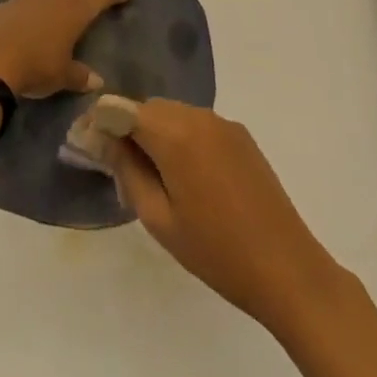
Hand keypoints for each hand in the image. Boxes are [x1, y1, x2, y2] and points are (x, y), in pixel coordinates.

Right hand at [111, 99, 341, 332]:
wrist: (288, 268)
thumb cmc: (216, 251)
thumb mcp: (160, 219)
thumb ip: (128, 172)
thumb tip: (103, 141)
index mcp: (175, 134)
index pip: (124, 109)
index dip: (102, 122)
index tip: (88, 143)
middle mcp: (198, 116)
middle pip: (150, 108)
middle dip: (130, 128)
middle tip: (120, 167)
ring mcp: (224, 123)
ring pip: (175, 114)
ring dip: (157, 133)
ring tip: (154, 176)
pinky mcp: (242, 136)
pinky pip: (199, 125)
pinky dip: (183, 138)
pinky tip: (188, 177)